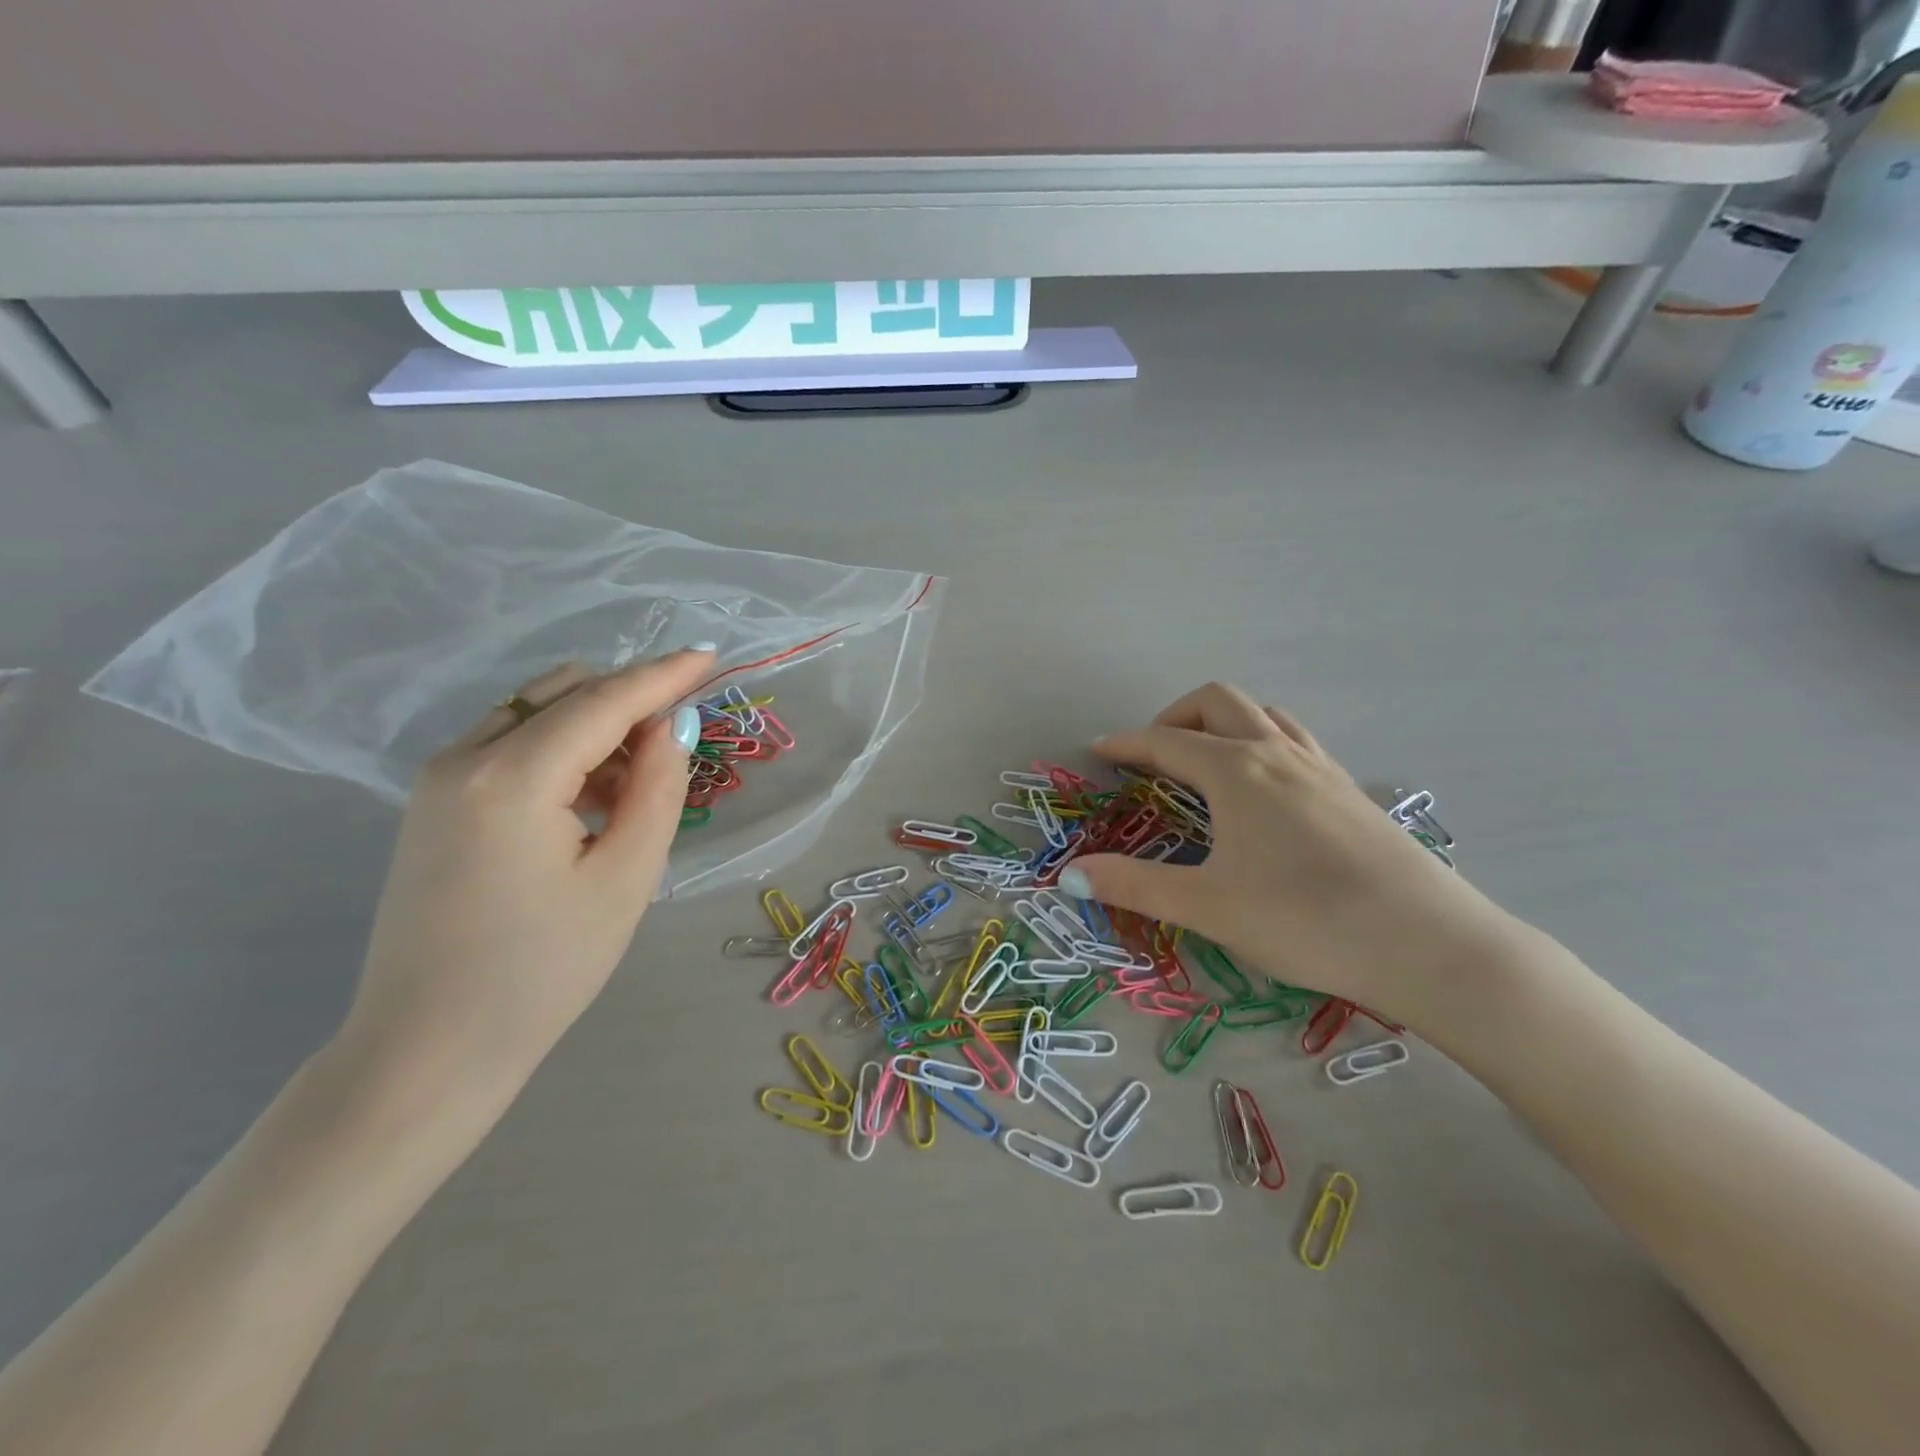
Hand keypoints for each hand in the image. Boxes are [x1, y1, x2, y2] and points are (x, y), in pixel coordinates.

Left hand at [336, 650, 714, 1100]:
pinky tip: (589, 800)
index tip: (710, 656)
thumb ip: (657, 790)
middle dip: (629, 700)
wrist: (427, 1049)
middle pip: (564, 692)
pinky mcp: (433, 802)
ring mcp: (439, 778)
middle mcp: (464, 758)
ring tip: (637, 785)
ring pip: (535, 712)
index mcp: (511, 777)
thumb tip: (671, 727)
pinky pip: (510, 743)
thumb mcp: (625, 880)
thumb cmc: (542, 972)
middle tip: (678, 744)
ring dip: (597, 726)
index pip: (603, 700)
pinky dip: (562, 749)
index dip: (663, 675)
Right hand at [1056, 682, 1518, 1022]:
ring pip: (1262, 715)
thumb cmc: (1306, 920)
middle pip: (1217, 701)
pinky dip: (1261, 741)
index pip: (1166, 741)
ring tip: (1203, 762)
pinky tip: (1262, 789)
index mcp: (1236, 771)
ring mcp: (1320, 768)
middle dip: (1173, 716)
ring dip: (1222, 723)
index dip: (1126, 744)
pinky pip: (1294, 740)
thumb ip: (1134, 885)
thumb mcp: (1208, 906)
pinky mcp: (1350, 791)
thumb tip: (1070, 872)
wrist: (1430, 945)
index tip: (1098, 751)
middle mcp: (1277, 754)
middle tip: (1150, 756)